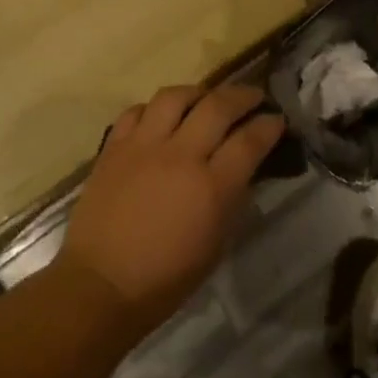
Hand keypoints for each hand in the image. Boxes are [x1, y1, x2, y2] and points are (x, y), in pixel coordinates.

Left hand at [58, 84, 284, 328]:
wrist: (101, 284)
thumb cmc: (165, 279)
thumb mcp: (215, 245)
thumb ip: (231, 200)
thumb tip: (242, 170)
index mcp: (211, 187)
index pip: (249, 141)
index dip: (268, 125)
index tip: (276, 119)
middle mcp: (180, 155)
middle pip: (217, 106)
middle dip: (242, 96)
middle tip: (253, 96)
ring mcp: (143, 146)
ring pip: (175, 96)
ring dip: (197, 93)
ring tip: (205, 99)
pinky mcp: (114, 146)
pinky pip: (137, 110)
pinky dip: (154, 109)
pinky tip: (161, 117)